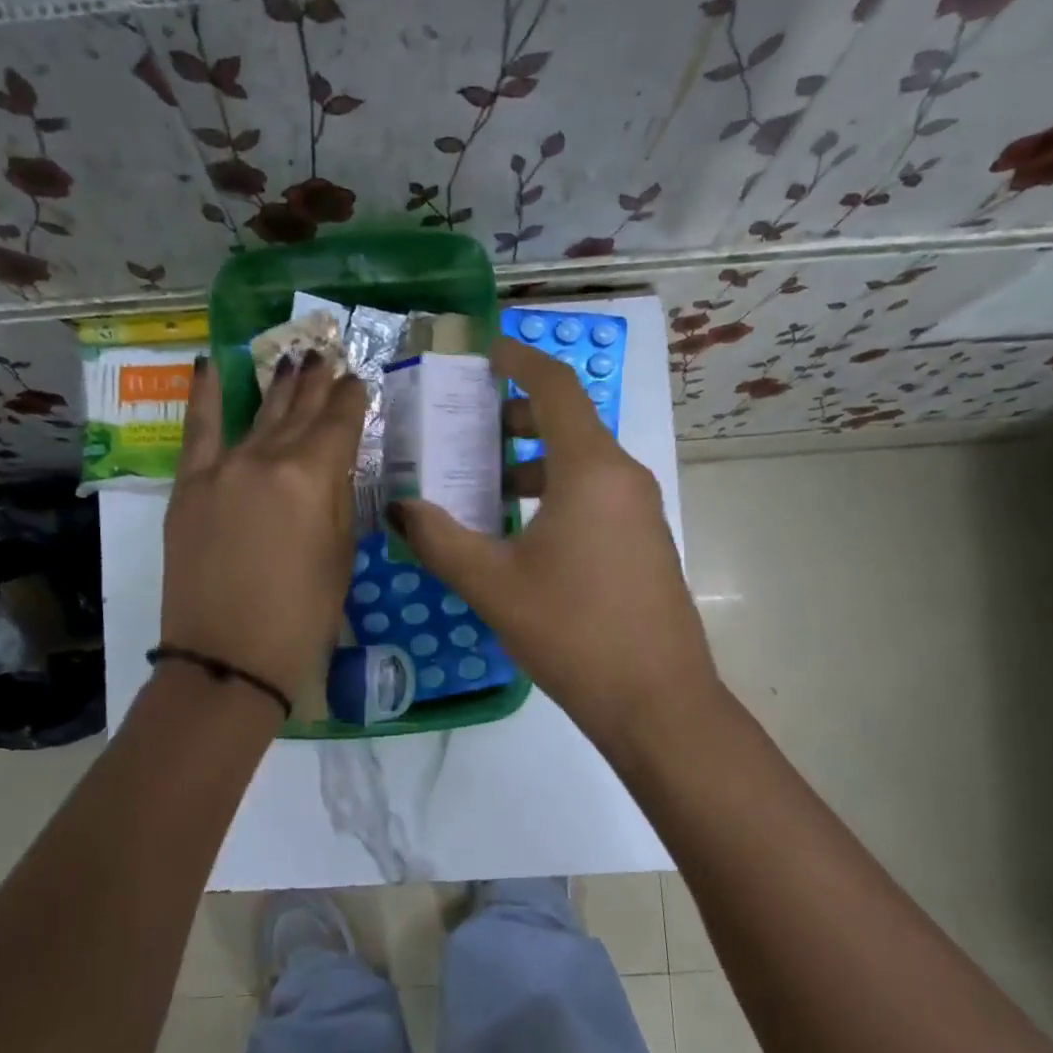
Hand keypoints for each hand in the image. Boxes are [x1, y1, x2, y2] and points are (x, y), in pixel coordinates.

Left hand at [160, 352, 366, 713]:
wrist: (229, 658)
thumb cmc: (302, 619)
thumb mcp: (340, 558)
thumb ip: (338, 502)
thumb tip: (333, 468)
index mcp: (312, 478)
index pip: (338, 424)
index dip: (350, 399)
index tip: (357, 380)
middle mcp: (266, 459)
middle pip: (297, 412)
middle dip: (315, 383)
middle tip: (326, 356)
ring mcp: (222, 469)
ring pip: (256, 415)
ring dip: (276, 385)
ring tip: (291, 357)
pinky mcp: (189, 486)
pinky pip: (197, 430)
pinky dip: (203, 396)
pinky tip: (210, 365)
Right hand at [387, 337, 719, 752]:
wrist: (656, 700)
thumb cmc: (572, 631)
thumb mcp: (493, 584)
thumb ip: (438, 538)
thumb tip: (397, 507)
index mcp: (590, 470)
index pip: (554, 388)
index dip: (517, 360)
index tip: (482, 352)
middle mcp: (623, 477)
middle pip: (567, 423)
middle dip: (514, 418)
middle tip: (464, 431)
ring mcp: (640, 512)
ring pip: (580, 464)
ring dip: (531, 463)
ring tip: (482, 487)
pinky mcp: (642, 544)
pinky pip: (594, 497)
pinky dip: (553, 494)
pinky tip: (519, 534)